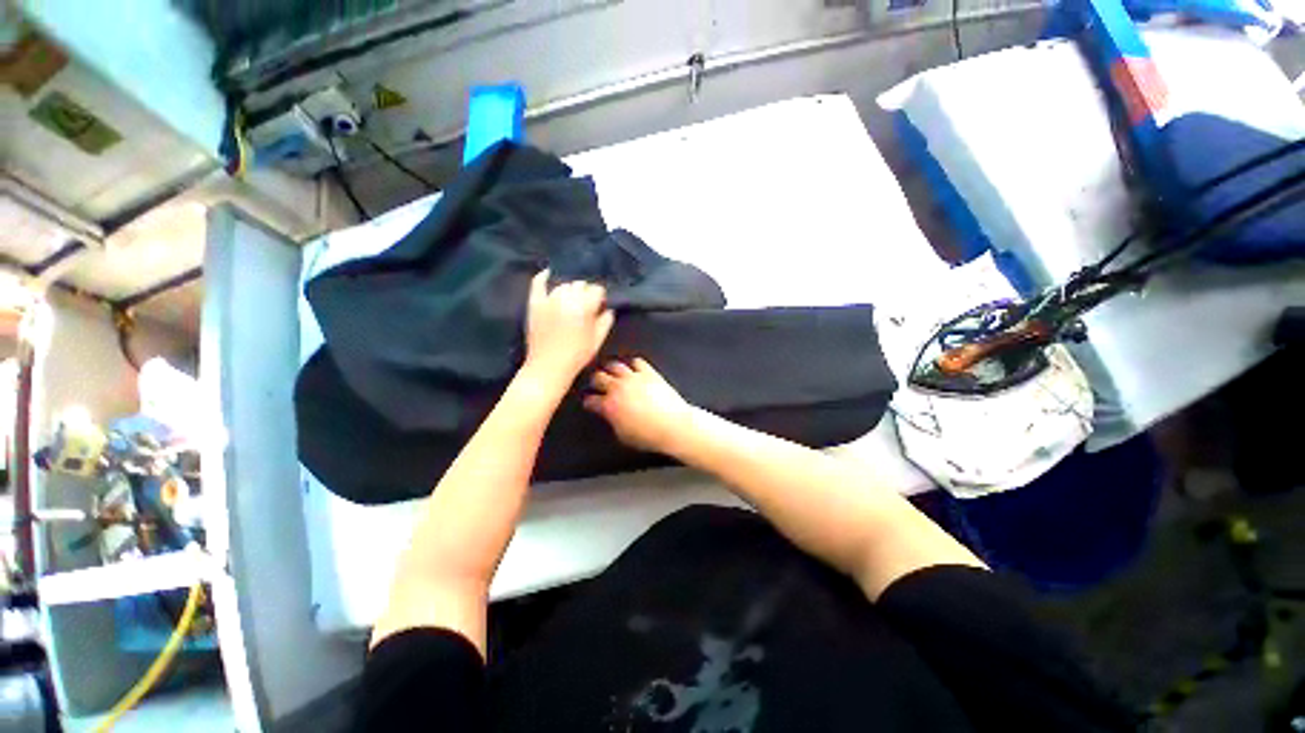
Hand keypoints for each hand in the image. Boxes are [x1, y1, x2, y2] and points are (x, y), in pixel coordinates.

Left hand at [524, 270, 614, 386]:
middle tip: (585, 307)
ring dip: (569, 290)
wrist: (548, 367)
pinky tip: (548, 273)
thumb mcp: (597, 340)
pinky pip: (538, 284)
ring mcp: (549, 300)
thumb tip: (609, 309)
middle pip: (580, 285)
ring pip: (563, 285)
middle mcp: (567, 298)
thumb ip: (606, 321)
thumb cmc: (577, 356)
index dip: (600, 297)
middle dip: (585, 293)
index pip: (596, 290)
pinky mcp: (534, 304)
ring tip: (571, 301)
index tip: (600, 306)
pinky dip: (543, 277)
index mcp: (584, 307)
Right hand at [584, 359, 693, 453]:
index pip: (590, 400)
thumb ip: (612, 422)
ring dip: (610, 369)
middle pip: (598, 377)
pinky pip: (636, 362)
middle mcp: (618, 388)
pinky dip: (632, 365)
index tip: (590, 403)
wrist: (673, 425)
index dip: (588, 402)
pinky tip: (633, 369)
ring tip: (611, 373)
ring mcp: (633, 378)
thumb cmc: (649, 435)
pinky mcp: (648, 373)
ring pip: (614, 365)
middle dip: (595, 381)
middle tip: (596, 384)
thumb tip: (610, 416)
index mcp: (609, 406)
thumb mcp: (623, 435)